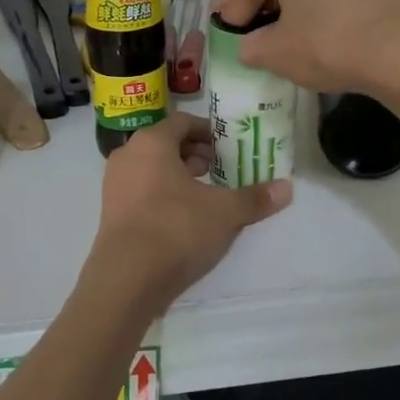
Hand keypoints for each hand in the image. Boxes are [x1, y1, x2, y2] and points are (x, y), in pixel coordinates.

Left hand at [84, 114, 290, 312]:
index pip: (183, 121)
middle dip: (195, 155)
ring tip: (206, 196)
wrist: (127, 278)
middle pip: (165, 144)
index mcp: (152, 142)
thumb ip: (255, 198)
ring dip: (179, 177)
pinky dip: (163, 196)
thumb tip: (288, 188)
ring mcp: (114, 186)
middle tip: (221, 170)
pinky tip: (185, 220)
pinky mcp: (110, 214)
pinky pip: (141, 192)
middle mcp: (127, 156)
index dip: (208, 131)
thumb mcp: (225, 212)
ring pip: (152, 169)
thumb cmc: (176, 228)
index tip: (229, 147)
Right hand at [215, 0, 399, 93]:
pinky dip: (315, 4)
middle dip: (262, 0)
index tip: (222, 25)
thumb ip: (253, 46)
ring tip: (277, 30)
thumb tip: (249, 47)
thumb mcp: (276, 51)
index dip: (234, 8)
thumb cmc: (327, 40)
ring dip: (290, 1)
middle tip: (245, 27)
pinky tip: (309, 27)